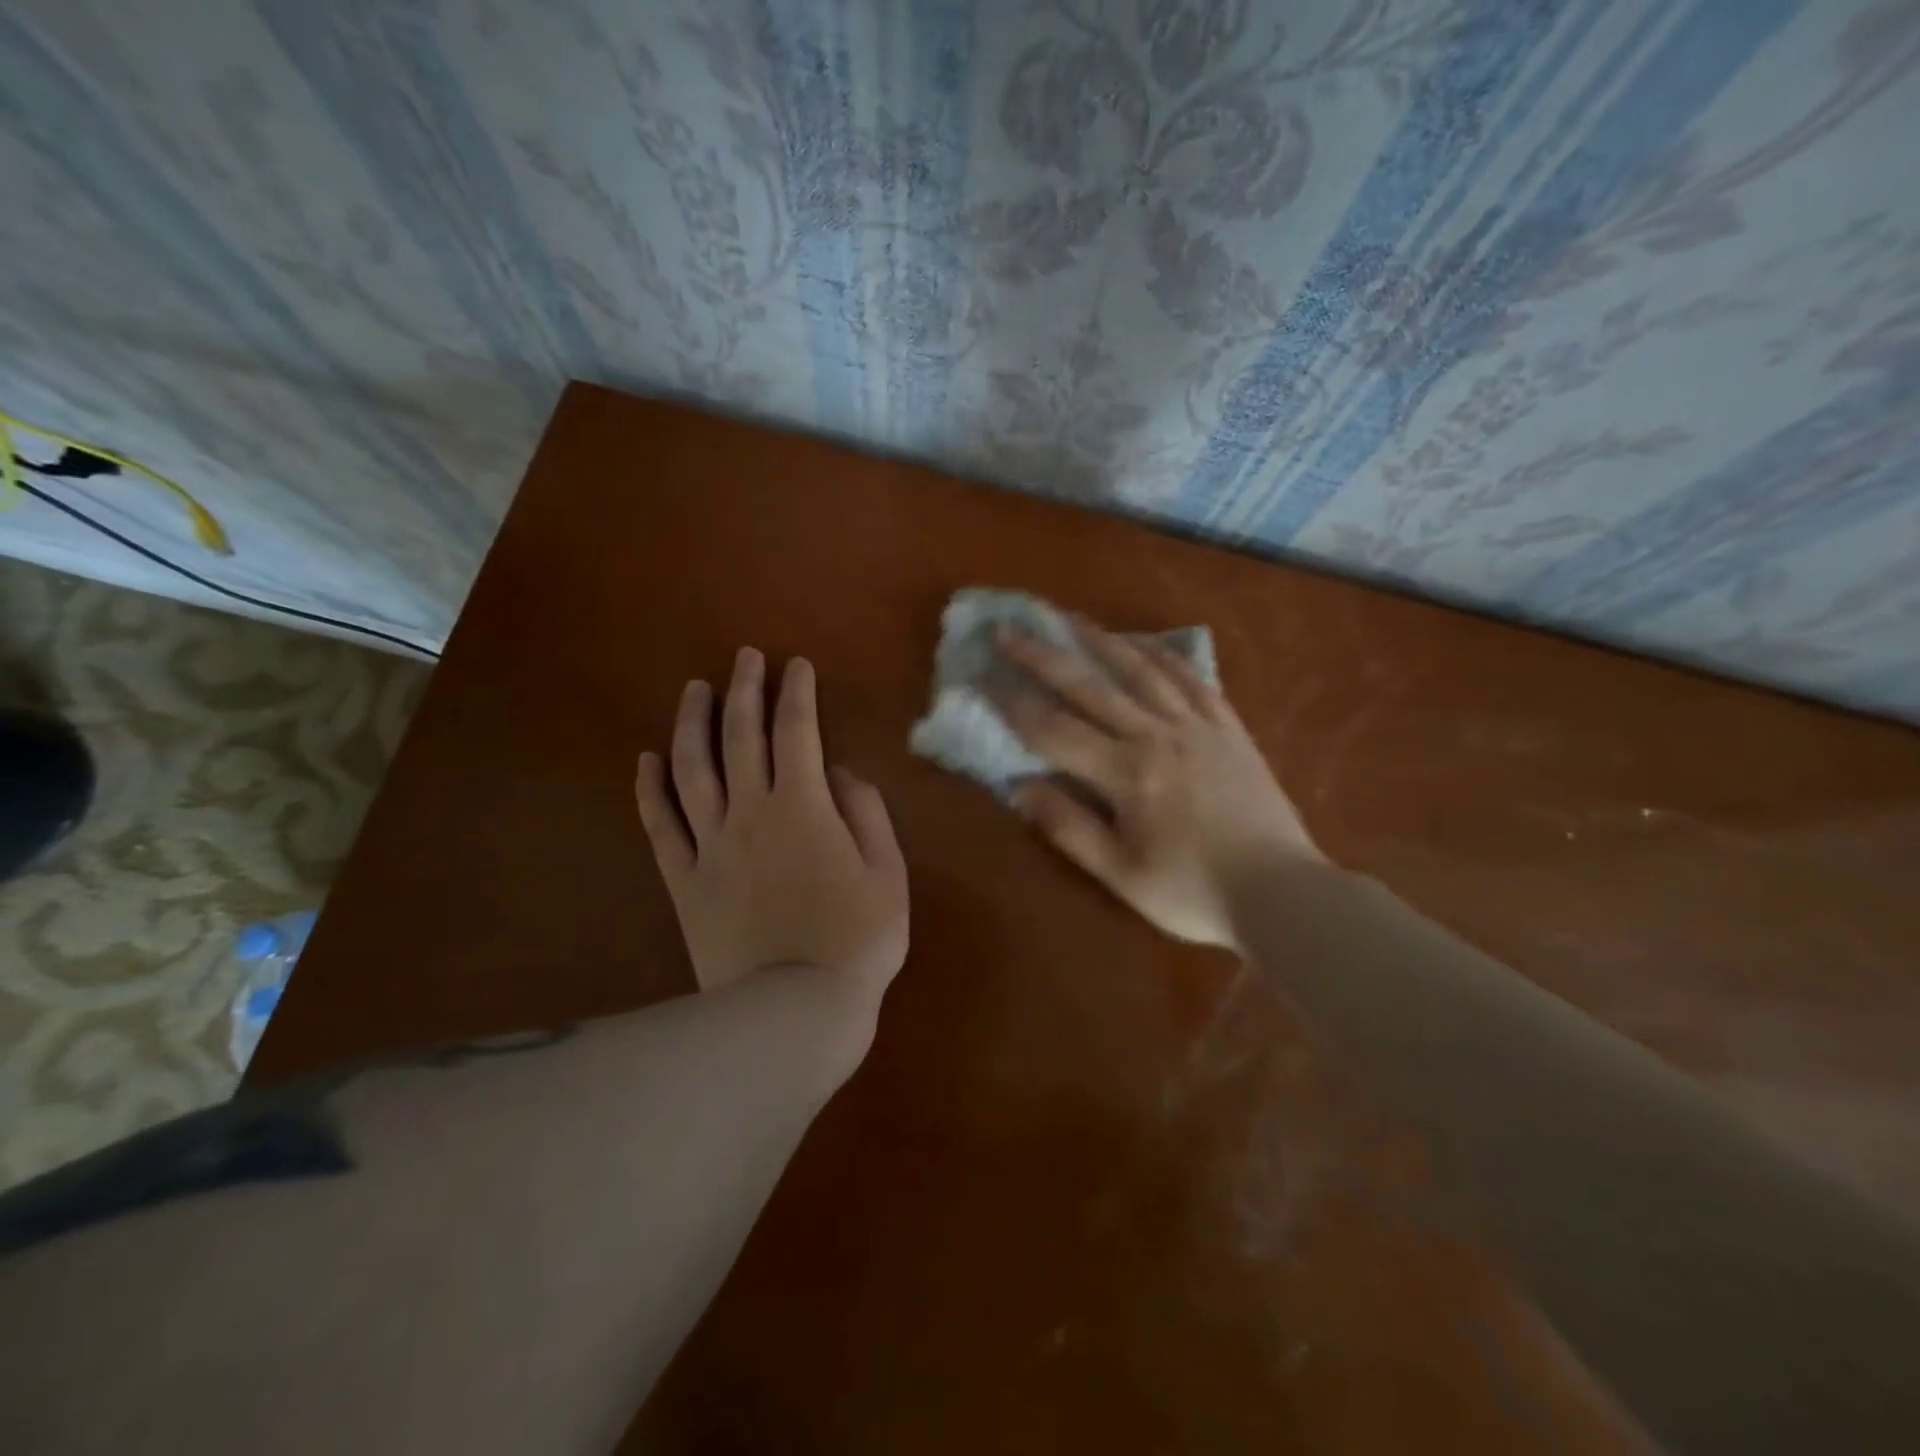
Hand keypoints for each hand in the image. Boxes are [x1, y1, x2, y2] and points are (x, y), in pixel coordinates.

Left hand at [635, 649, 908, 999]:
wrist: (793, 1011)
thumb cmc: (856, 941)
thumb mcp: (888, 874)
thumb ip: (867, 814)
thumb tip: (841, 774)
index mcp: (804, 807)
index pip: (797, 731)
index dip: (797, 693)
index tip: (797, 665)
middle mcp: (750, 812)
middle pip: (741, 736)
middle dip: (744, 690)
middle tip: (744, 658)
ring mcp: (710, 845)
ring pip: (692, 769)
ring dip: (692, 724)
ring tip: (694, 691)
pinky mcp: (684, 880)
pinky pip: (660, 826)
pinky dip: (650, 790)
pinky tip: (646, 761)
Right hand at [996, 621, 1320, 947]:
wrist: (1283, 892)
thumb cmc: (1194, 892)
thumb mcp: (1122, 876)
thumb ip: (1069, 829)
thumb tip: (1020, 789)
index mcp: (1127, 774)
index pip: (1055, 731)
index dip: (1014, 706)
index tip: (983, 680)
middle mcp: (1157, 736)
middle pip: (1090, 688)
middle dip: (1044, 657)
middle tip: (1011, 630)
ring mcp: (1197, 727)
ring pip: (1141, 672)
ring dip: (1101, 642)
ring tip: (1071, 619)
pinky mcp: (1229, 729)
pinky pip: (1193, 680)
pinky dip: (1164, 657)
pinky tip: (1145, 644)